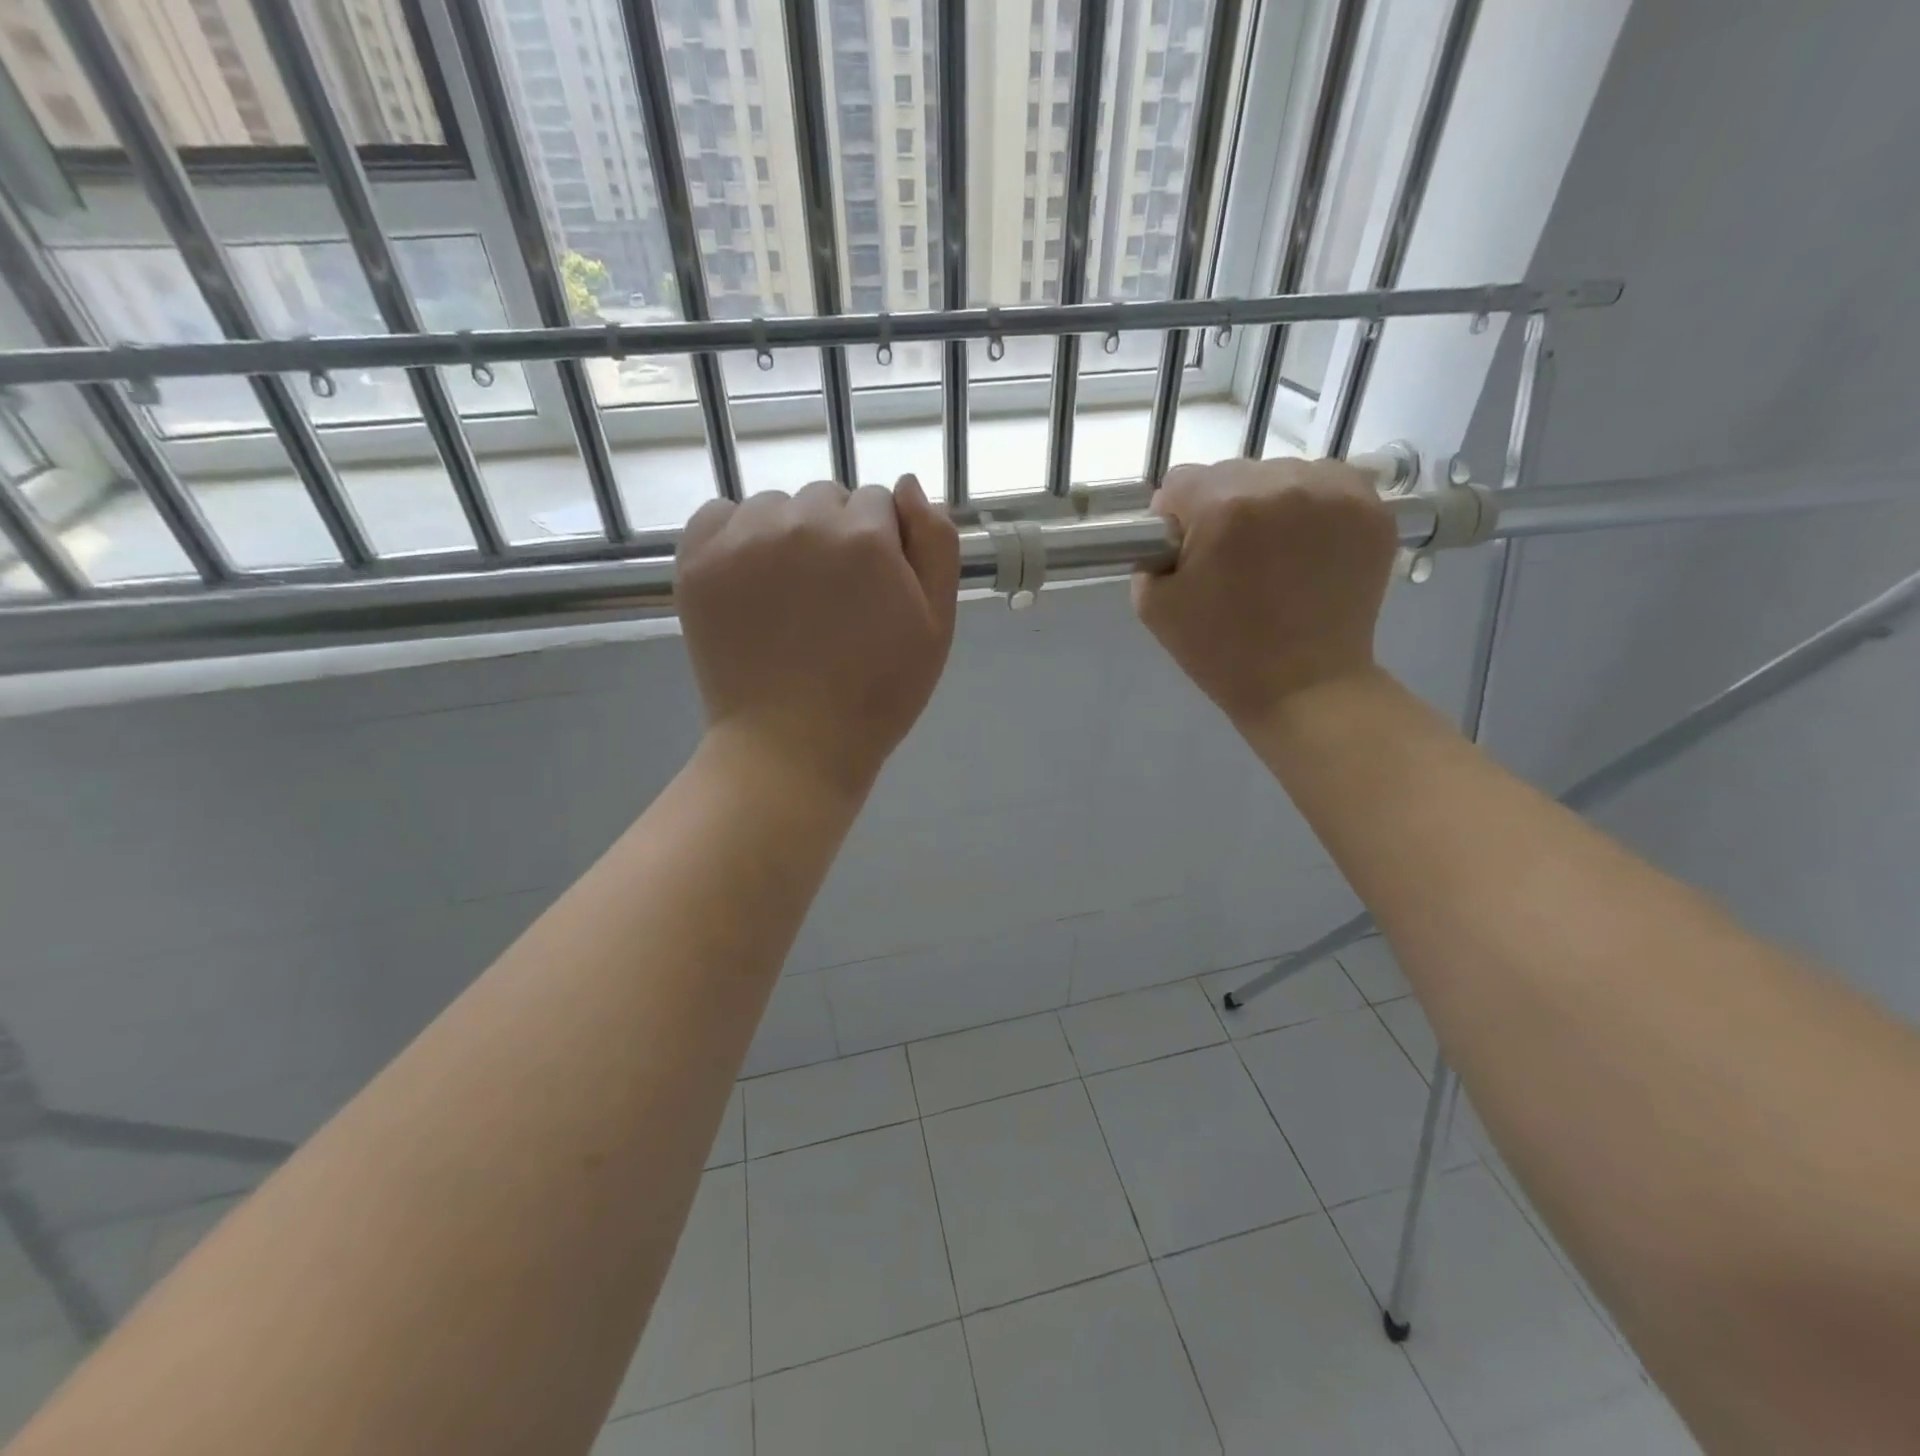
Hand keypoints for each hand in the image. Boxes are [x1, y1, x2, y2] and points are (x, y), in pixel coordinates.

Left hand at [676, 474, 959, 797]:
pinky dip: (735, 537)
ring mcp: (743, 538)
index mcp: (865, 536)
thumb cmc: (878, 694)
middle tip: (832, 600)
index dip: (882, 546)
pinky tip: (748, 582)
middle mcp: (802, 521)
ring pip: (775, 506)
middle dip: (837, 536)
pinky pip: (720, 515)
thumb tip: (908, 485)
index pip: (879, 503)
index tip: (874, 591)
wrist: (794, 745)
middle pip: (827, 499)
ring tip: (789, 598)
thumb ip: (935, 545)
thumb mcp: (937, 625)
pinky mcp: (698, 560)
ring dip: (787, 535)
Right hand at [1134, 458, 1397, 727]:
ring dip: (1268, 505)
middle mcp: (1280, 483)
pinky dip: (1312, 508)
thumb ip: (1149, 553)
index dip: (1175, 519)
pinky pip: (1327, 484)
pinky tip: (1308, 547)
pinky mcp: (1371, 508)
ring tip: (1274, 555)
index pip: (1180, 483)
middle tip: (1231, 560)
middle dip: (1221, 509)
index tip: (1185, 552)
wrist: (1304, 687)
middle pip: (1231, 474)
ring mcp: (1334, 492)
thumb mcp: (1154, 606)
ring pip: (1280, 475)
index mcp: (1222, 506)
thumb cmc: (1221, 652)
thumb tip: (1170, 529)